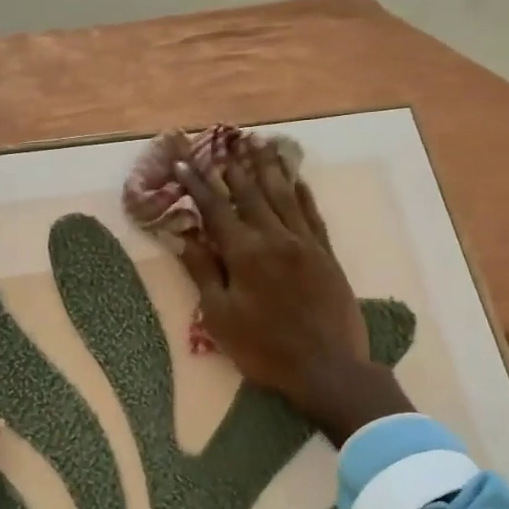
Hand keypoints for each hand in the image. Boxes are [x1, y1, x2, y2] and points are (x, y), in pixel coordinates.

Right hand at [173, 140, 409, 444]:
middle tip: (224, 140)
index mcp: (245, 253)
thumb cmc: (264, 349)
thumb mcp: (220, 316)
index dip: (197, 185)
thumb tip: (181, 236)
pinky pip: (312, 214)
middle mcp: (275, 238)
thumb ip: (202, 272)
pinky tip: (296, 178)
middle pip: (250, 193)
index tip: (183, 162)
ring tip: (259, 143)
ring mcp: (305, 243)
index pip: (215, 209)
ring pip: (284, 195)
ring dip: (269, 167)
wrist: (327, 368)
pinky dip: (302, 192)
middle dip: (234, 166)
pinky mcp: (326, 254)